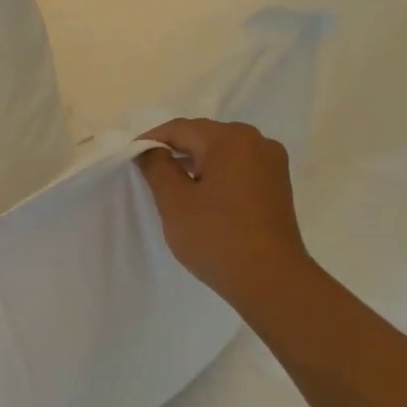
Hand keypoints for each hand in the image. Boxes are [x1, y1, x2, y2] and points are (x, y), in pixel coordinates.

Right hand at [135, 118, 311, 311]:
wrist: (269, 278)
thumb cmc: (216, 237)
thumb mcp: (175, 201)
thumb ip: (157, 167)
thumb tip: (149, 149)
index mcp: (230, 139)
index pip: (180, 128)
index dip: (150, 139)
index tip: (129, 157)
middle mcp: (256, 141)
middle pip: (204, 135)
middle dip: (174, 148)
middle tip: (147, 169)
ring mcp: (271, 162)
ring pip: (223, 150)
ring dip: (195, 160)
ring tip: (171, 182)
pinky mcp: (277, 183)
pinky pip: (239, 165)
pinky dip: (216, 171)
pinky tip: (201, 192)